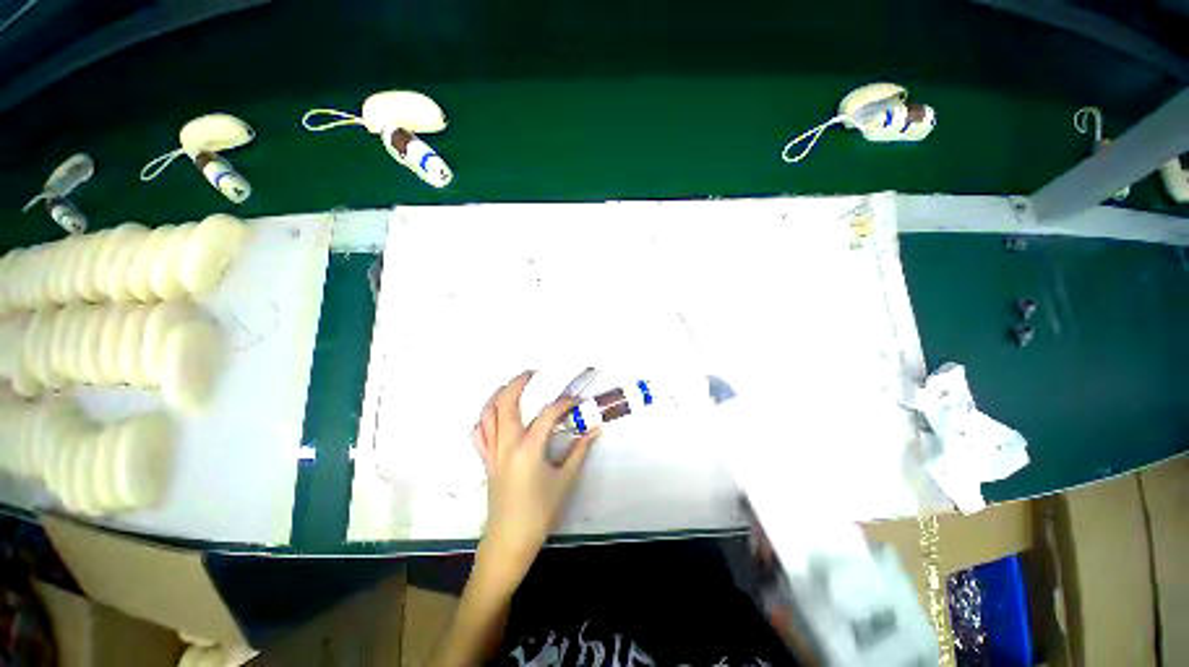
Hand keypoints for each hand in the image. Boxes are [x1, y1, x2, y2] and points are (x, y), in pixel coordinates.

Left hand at [470, 370, 598, 593]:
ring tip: (512, 387)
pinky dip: (485, 419)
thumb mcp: (564, 481)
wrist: (509, 540)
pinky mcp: (486, 460)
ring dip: (498, 395)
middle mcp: (506, 443)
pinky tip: (495, 417)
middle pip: (506, 403)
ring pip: (487, 414)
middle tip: (531, 373)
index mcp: (528, 448)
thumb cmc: (539, 512)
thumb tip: (595, 431)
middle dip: (517, 383)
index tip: (575, 400)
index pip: (547, 414)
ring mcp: (492, 451)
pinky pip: (479, 434)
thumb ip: (579, 452)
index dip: (563, 403)